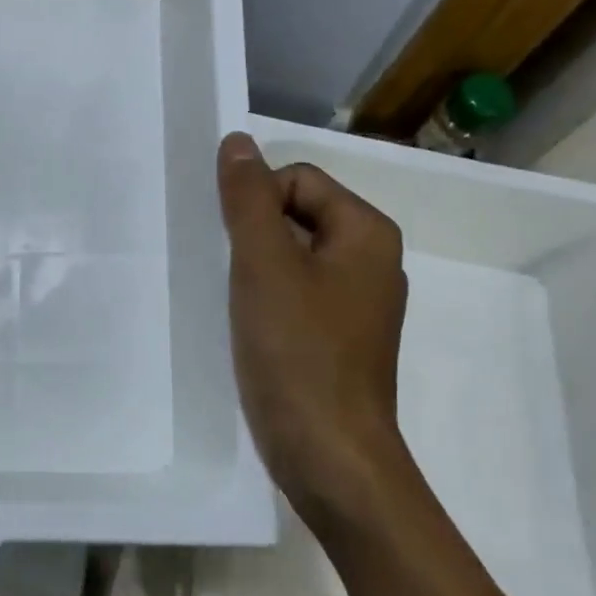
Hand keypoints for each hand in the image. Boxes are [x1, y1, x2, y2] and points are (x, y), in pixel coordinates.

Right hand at [216, 132, 415, 537]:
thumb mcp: (265, 265)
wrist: (329, 455)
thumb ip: (247, 199)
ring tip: (230, 301)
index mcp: (366, 233)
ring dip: (255, 270)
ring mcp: (356, 306)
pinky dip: (266, 302)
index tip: (231, 247)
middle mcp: (370, 262)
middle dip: (253, 236)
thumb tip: (236, 141)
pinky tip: (245, 328)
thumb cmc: (299, 353)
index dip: (256, 202)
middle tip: (224, 272)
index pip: (298, 180)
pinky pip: (295, 297)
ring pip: (293, 260)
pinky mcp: (336, 341)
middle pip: (297, 216)